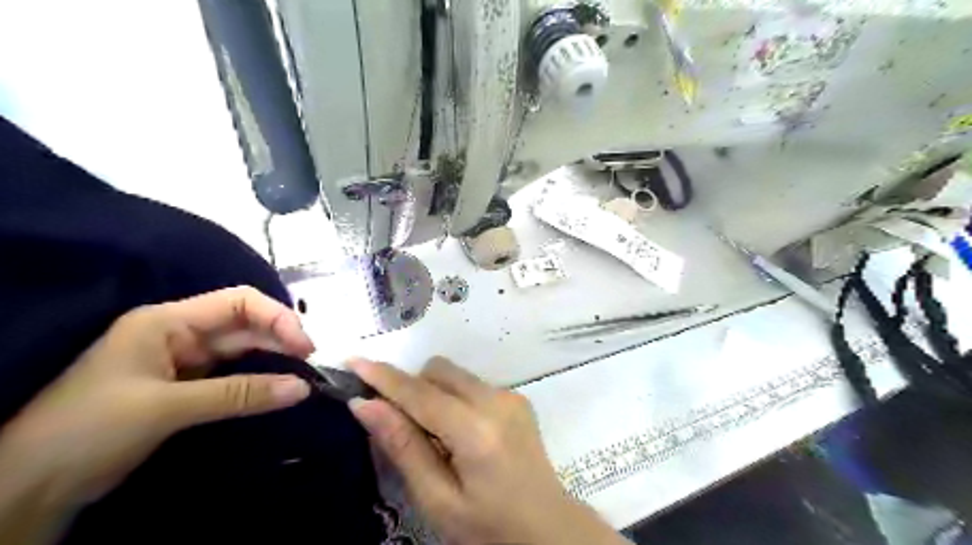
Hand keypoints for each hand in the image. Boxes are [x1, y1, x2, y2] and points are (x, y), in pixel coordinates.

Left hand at [0, 287, 310, 512]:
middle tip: (311, 365)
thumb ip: (239, 395)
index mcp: (168, 321)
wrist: (29, 486)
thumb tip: (302, 388)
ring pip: (243, 350)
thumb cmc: (89, 430)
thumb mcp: (166, 408)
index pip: (238, 302)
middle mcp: (180, 334)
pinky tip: (278, 388)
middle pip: (245, 325)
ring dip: (274, 360)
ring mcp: (184, 360)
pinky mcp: (187, 386)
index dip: (277, 317)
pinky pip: (234, 375)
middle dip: (281, 339)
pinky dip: (258, 380)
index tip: (305, 346)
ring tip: (303, 376)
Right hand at [350, 358, 630, 543]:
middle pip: (439, 371)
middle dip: (412, 387)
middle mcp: (496, 400)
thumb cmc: (488, 526)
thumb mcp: (438, 499)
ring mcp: (510, 395)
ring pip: (455, 374)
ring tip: (435, 436)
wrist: (548, 526)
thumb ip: (403, 447)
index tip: (353, 361)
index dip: (384, 377)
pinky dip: (454, 399)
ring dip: (433, 393)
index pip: (420, 393)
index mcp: (476, 430)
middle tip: (400, 424)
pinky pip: (471, 384)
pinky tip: (459, 433)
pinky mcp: (517, 397)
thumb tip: (365, 404)